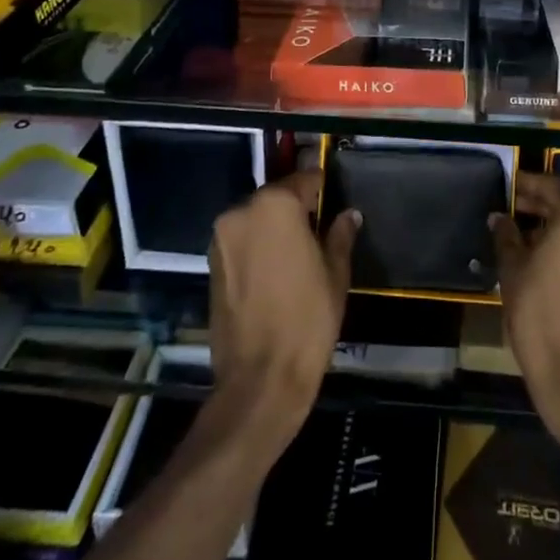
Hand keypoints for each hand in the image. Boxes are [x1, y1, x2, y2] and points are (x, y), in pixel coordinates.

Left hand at [207, 172, 359, 447]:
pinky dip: (258, 247)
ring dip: (275, 228)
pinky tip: (276, 272)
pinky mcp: (211, 264)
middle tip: (320, 231)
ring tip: (298, 255)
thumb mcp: (335, 274)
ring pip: (257, 219)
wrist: (260, 379)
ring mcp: (221, 238)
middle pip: (277, 197)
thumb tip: (348, 215)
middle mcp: (242, 211)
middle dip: (297, 209)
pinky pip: (242, 242)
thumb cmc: (307, 320)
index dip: (323, 190)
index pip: (305, 180)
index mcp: (275, 205)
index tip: (335, 203)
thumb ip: (340, 235)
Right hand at [492, 174, 559, 454]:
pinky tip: (546, 258)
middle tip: (510, 214)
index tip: (504, 190)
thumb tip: (500, 218)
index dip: (523, 188)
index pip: (547, 186)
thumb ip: (507, 235)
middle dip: (540, 208)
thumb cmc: (542, 312)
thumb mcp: (513, 269)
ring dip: (557, 229)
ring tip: (523, 238)